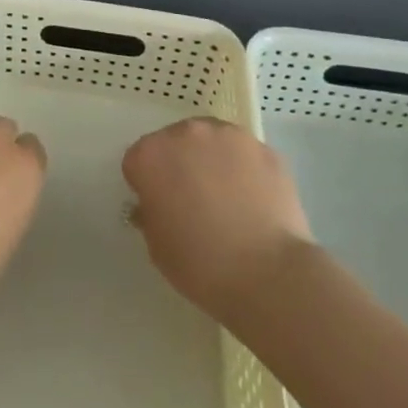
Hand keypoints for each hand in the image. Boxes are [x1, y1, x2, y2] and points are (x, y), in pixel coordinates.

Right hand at [123, 117, 314, 319]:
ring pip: (212, 142)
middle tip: (194, 201)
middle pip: (175, 142)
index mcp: (151, 155)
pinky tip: (254, 201)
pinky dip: (245, 170)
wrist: (268, 274)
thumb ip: (151, 213)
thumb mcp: (157, 246)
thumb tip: (159, 202)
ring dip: (212, 160)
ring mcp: (229, 135)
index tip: (161, 208)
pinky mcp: (263, 147)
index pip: (138, 161)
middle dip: (180, 164)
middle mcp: (187, 133)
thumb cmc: (201, 264)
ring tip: (229, 199)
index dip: (147, 185)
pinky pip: (244, 154)